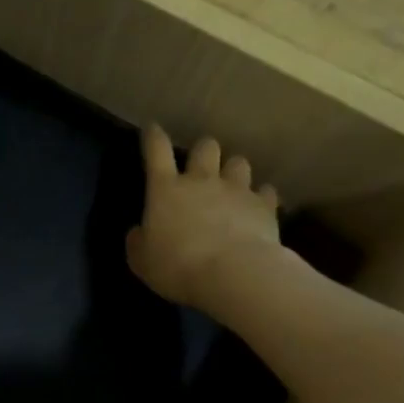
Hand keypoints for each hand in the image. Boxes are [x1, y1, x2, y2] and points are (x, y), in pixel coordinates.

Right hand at [126, 123, 282, 309]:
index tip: (152, 128)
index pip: (156, 150)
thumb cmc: (177, 266)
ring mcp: (237, 190)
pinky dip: (259, 197)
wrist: (233, 273)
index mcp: (166, 189)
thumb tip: (139, 231)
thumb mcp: (141, 260)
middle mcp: (202, 180)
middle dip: (202, 151)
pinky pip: (265, 191)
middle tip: (199, 166)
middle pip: (205, 147)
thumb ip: (138, 241)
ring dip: (233, 170)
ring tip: (231, 184)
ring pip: (238, 162)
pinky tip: (257, 207)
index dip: (153, 136)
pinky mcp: (264, 206)